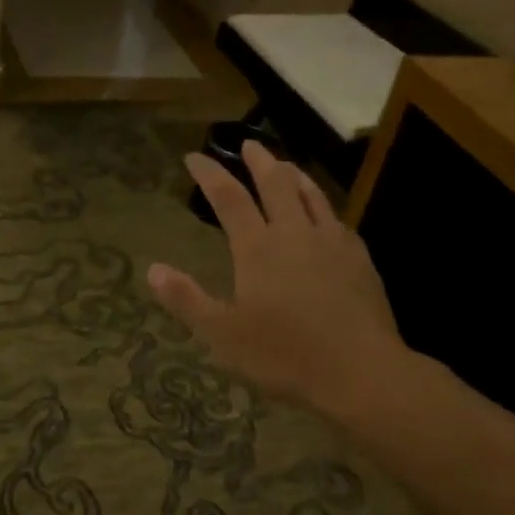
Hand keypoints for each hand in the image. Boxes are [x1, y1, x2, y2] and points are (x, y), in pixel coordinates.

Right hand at [149, 143, 402, 413]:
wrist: (360, 370)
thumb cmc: (284, 355)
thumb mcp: (223, 335)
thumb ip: (187, 300)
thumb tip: (153, 269)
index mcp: (258, 248)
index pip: (228, 198)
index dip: (210, 174)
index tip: (194, 157)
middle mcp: (295, 233)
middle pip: (275, 183)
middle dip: (258, 160)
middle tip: (249, 144)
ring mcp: (332, 242)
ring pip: (311, 194)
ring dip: (294, 174)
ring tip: (285, 164)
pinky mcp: (358, 258)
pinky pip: (336, 218)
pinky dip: (322, 204)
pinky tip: (324, 214)